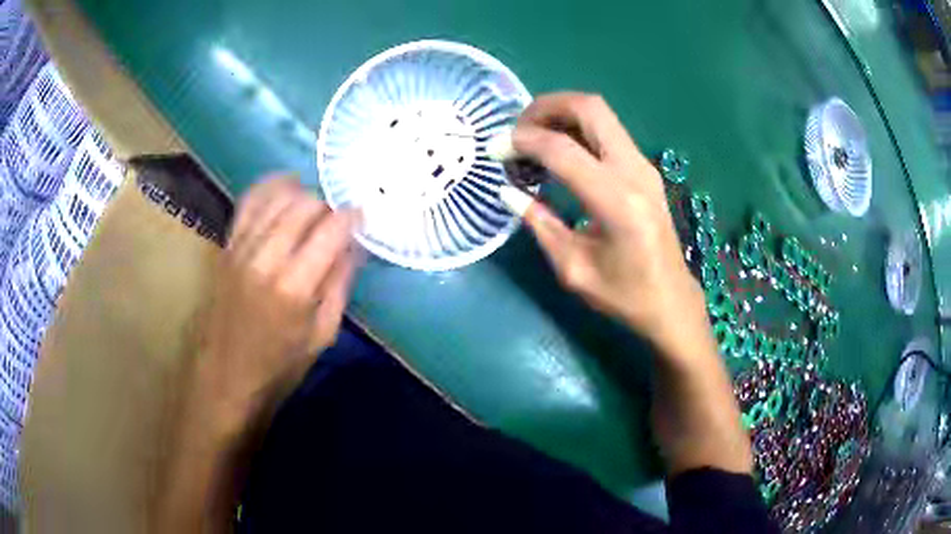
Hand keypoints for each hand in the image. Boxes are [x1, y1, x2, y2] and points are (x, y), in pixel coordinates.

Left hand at [196, 176, 358, 426]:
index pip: (331, 230)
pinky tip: (284, 190)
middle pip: (304, 205)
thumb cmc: (279, 366)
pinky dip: (269, 188)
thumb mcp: (322, 335)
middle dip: (328, 205)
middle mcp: (266, 258)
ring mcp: (241, 248)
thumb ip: (340, 284)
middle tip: (336, 220)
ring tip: (314, 205)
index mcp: (295, 287)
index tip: (361, 218)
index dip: (352, 217)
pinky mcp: (227, 246)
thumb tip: (354, 245)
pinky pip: (249, 202)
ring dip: (302, 193)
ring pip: (277, 197)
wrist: (225, 377)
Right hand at [506, 94, 750, 474]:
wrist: (672, 302)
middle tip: (518, 128)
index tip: (497, 149)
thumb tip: (509, 190)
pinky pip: (608, 131)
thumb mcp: (573, 269)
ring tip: (533, 137)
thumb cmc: (624, 295)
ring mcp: (644, 166)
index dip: (523, 141)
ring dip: (562, 114)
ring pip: (601, 114)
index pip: (562, 149)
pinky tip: (559, 150)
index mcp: (616, 201)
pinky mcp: (645, 170)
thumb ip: (539, 223)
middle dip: (546, 107)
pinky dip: (578, 128)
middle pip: (590, 108)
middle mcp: (635, 172)